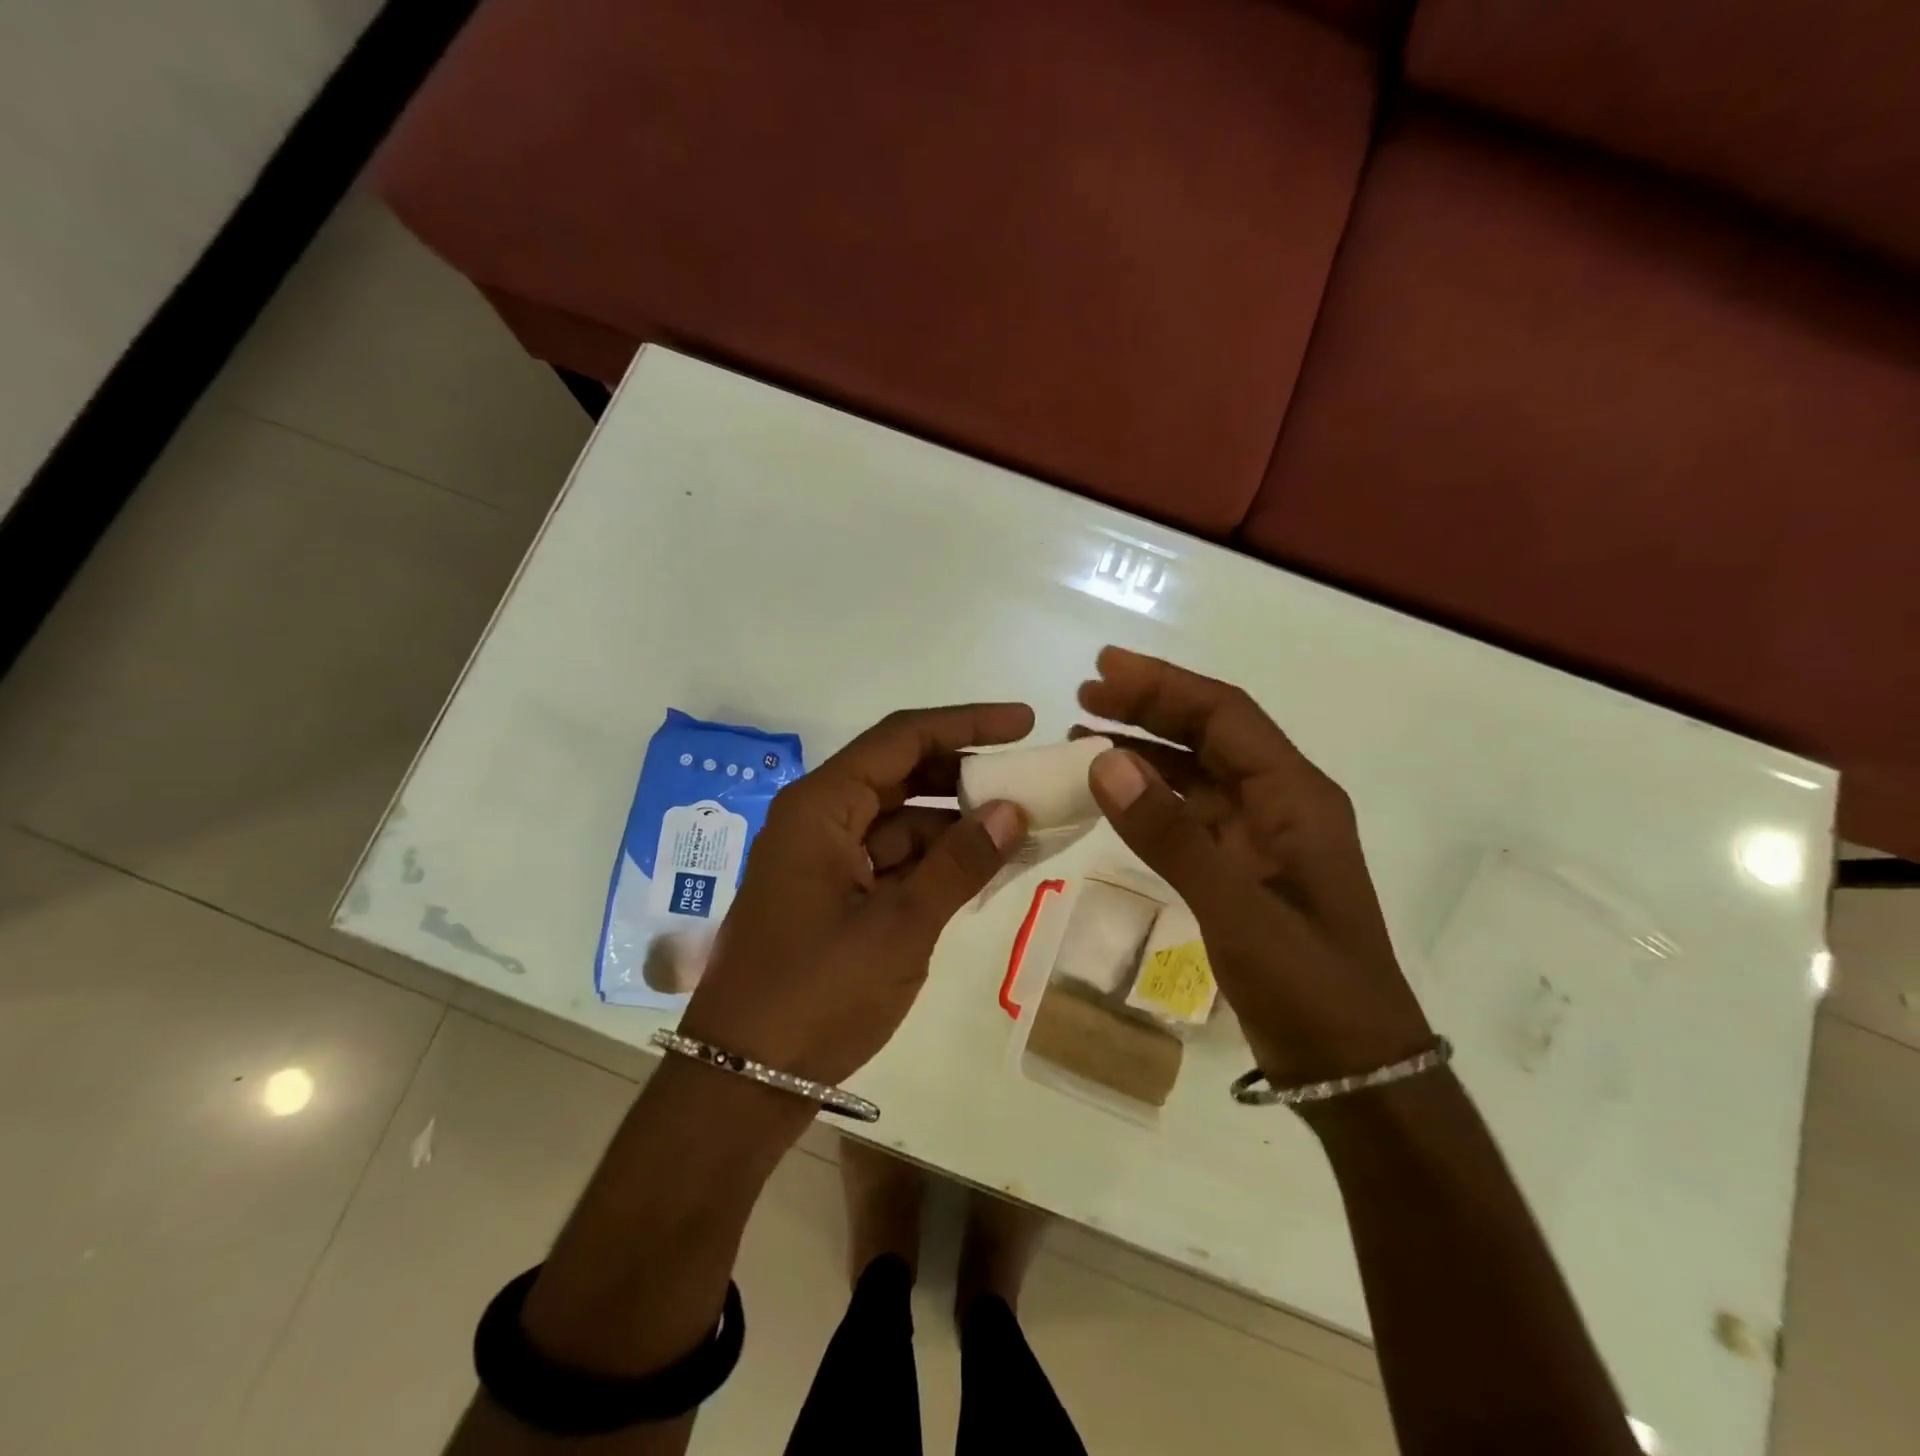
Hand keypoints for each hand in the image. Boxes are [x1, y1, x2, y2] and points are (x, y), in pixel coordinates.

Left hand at [679, 704, 1031, 1086]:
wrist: (743, 1079)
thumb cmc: (816, 994)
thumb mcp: (899, 927)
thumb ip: (959, 865)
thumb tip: (1012, 811)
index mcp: (821, 806)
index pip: (902, 738)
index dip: (967, 724)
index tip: (1024, 723)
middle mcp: (819, 819)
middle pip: (900, 773)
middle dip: (964, 773)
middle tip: (1026, 777)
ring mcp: (824, 858)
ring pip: (900, 819)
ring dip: (955, 822)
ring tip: (1021, 827)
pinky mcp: (833, 895)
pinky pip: (892, 859)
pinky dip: (935, 861)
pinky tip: (983, 869)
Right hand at [1078, 647, 1431, 1088]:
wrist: (1351, 1068)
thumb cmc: (1308, 985)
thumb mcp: (1236, 908)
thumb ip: (1170, 835)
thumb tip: (1103, 761)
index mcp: (1295, 796)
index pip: (1225, 715)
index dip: (1164, 685)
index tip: (1105, 668)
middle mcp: (1281, 803)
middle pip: (1210, 735)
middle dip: (1149, 708)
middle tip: (1085, 694)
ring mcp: (1261, 837)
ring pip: (1197, 773)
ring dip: (1145, 750)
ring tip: (1084, 734)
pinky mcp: (1243, 868)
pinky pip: (1190, 814)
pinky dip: (1150, 798)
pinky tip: (1114, 795)